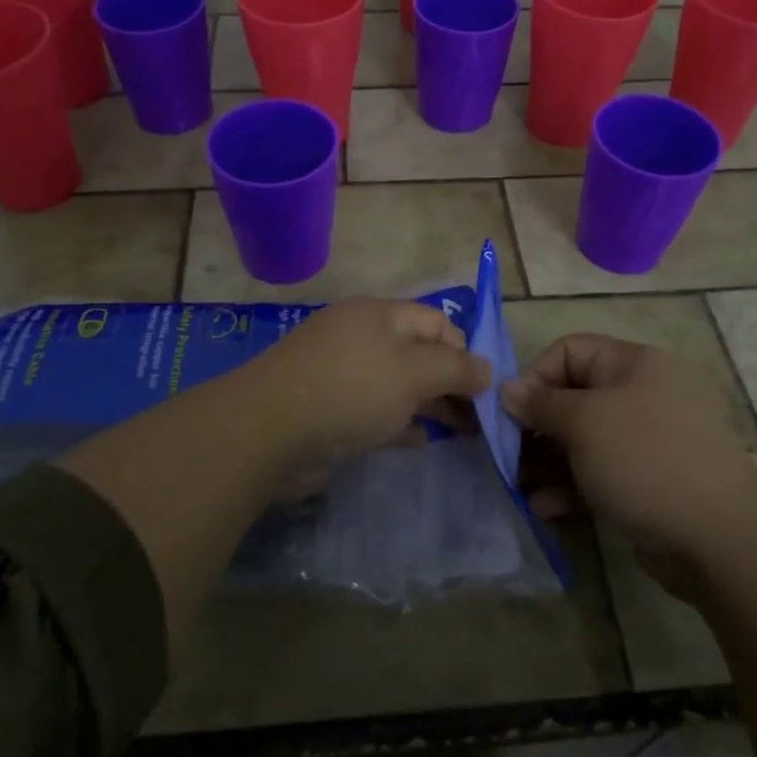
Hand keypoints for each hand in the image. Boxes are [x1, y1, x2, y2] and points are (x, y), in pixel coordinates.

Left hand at [232, 298, 491, 482]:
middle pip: (417, 353)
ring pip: (396, 384)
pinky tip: (418, 442)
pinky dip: (398, 422)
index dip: (463, 350)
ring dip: (427, 404)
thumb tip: (487, 368)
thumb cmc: (351, 389)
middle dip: (449, 382)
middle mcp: (360, 337)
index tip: (482, 387)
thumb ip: (455, 369)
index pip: (436, 321)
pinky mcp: (327, 408)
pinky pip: (373, 409)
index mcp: (380, 315)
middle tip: (477, 418)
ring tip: (458, 432)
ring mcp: (341, 372)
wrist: (269, 430)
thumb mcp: (413, 373)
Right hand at [502, 335, 756, 588]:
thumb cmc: (645, 460)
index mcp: (637, 364)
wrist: (720, 540)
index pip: (571, 350)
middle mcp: (645, 394)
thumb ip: (541, 404)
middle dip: (537, 426)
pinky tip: (546, 507)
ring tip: (520, 486)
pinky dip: (573, 484)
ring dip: (548, 460)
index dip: (536, 375)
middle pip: (576, 396)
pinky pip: (602, 471)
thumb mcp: (584, 423)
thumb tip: (508, 389)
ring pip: (586, 438)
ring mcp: (651, 440)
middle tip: (508, 454)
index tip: (510, 412)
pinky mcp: (652, 480)